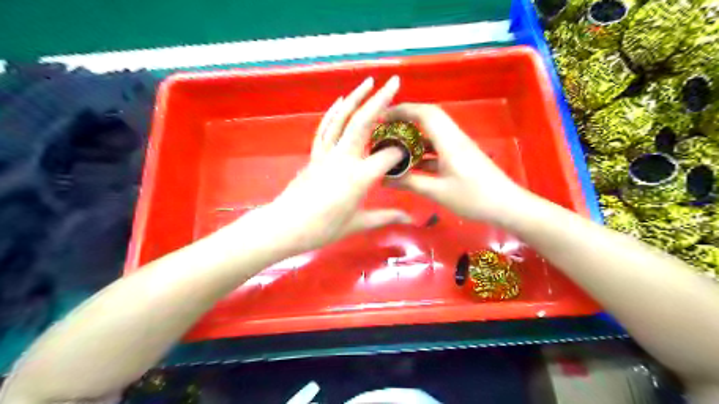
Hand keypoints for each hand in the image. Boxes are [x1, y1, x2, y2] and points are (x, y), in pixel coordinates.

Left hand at [259, 75, 412, 253]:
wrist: (287, 225)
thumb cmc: (324, 228)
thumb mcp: (358, 224)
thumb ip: (385, 217)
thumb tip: (409, 219)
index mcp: (360, 177)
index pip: (388, 156)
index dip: (402, 151)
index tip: (411, 151)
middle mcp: (345, 158)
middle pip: (364, 123)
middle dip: (380, 100)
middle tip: (394, 83)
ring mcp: (327, 153)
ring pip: (342, 119)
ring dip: (356, 98)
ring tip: (369, 82)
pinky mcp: (315, 154)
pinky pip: (325, 128)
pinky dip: (333, 112)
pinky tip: (341, 101)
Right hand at [384, 102, 529, 223]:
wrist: (507, 207)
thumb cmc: (473, 198)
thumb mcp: (438, 192)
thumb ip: (410, 183)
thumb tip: (384, 178)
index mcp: (449, 141)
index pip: (425, 113)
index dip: (402, 110)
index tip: (382, 117)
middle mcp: (454, 138)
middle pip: (429, 119)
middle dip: (405, 120)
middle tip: (385, 130)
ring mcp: (458, 148)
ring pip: (432, 134)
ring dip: (413, 138)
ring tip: (392, 147)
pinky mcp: (461, 158)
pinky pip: (438, 148)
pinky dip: (422, 153)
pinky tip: (410, 165)